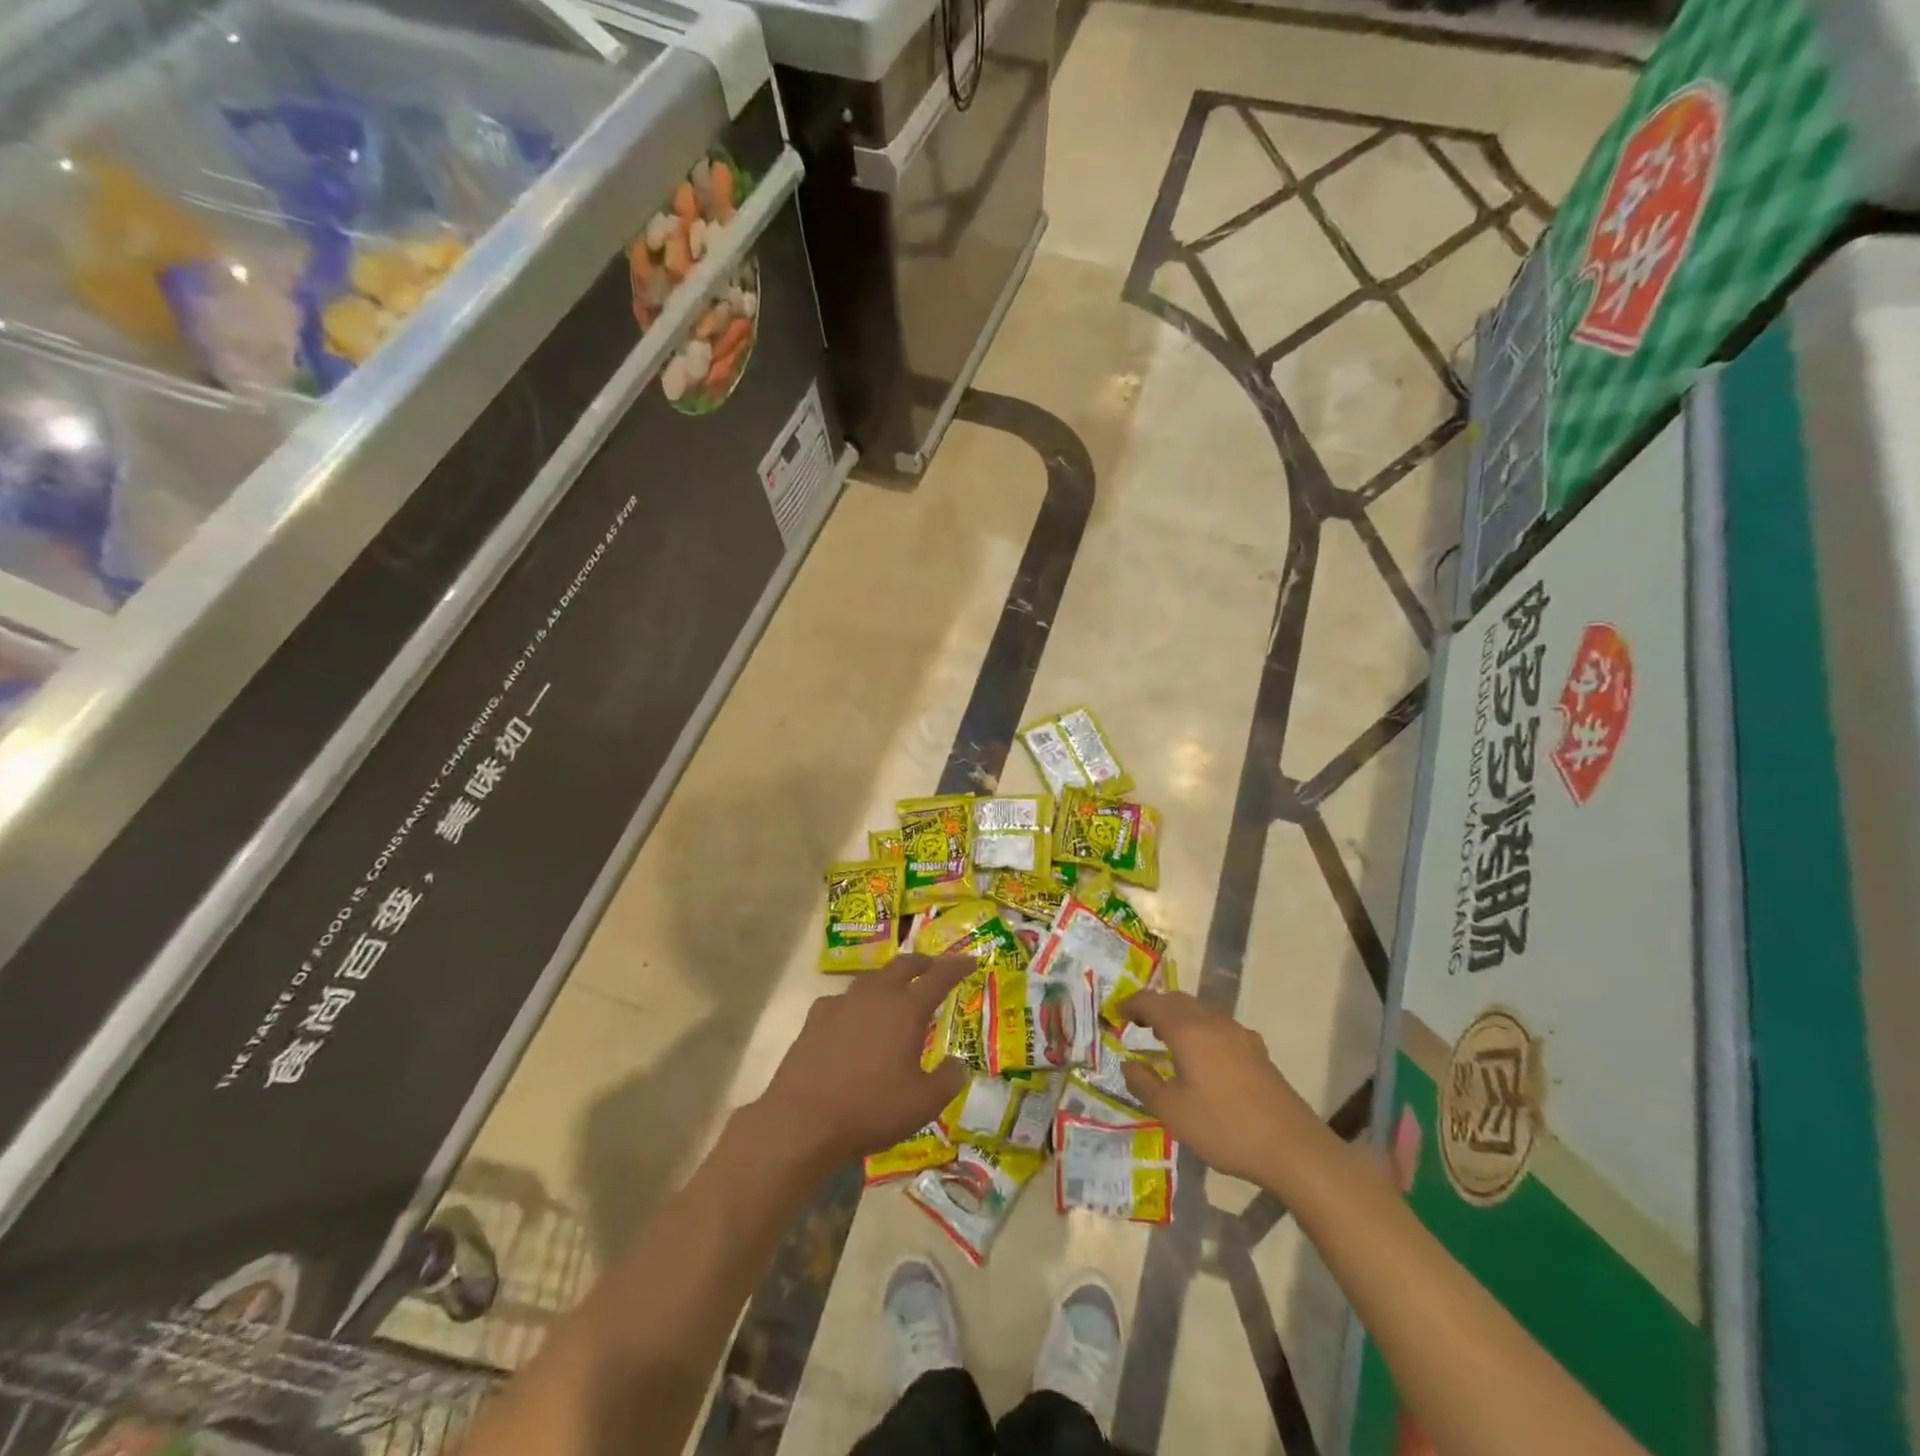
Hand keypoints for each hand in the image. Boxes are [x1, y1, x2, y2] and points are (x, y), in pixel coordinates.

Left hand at [756, 954, 971, 1170]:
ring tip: (896, 991)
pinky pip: (844, 999)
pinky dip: (858, 1002)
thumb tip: (959, 1064)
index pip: (939, 977)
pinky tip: (854, 1018)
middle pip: (903, 965)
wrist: (802, 1120)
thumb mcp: (923, 1104)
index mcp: (906, 1009)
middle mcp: (876, 995)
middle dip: (923, 963)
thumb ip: (948, 1080)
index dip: (957, 967)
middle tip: (934, 967)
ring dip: (890, 979)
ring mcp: (842, 1003)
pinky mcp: (816, 1017)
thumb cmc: (870, 1109)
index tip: (971, 961)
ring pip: (872, 978)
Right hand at [1118, 989, 1334, 1187]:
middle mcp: (1213, 1022)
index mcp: (1188, 1030)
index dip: (1130, 1005)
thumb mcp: (1173, 1112)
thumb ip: (1144, 1084)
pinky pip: (1218, 1026)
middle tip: (1137, 1025)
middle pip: (1177, 1001)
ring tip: (1165, 1039)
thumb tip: (1127, 1063)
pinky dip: (1200, 1029)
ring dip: (1178, 1017)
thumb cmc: (1225, 1128)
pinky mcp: (1257, 1051)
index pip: (1151, 1002)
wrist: (1293, 1148)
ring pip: (1200, 1011)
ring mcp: (1239, 1034)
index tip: (1115, 1015)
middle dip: (1154, 1008)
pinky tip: (1203, 1057)